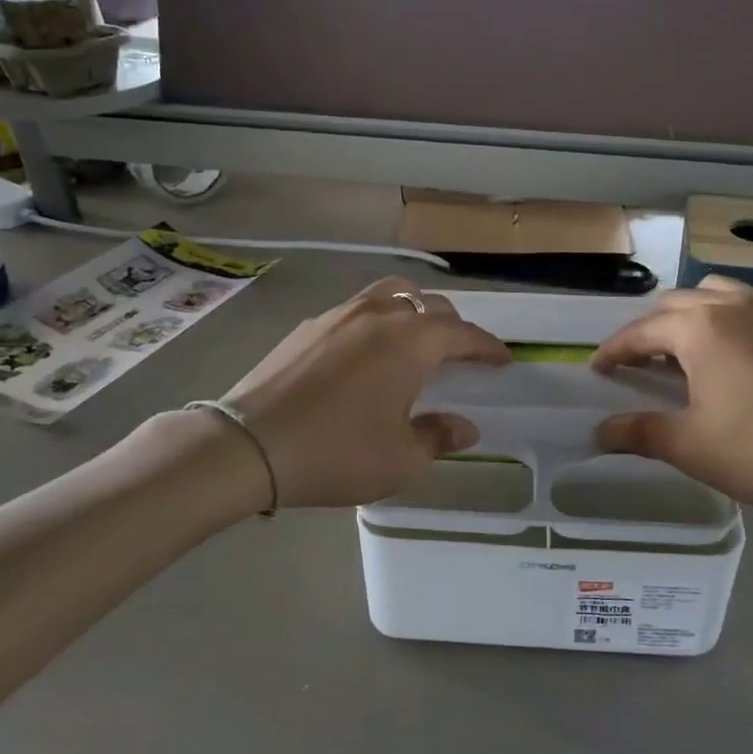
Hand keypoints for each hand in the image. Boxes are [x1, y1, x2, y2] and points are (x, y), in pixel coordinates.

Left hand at [222, 278, 510, 508]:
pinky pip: (357, 308)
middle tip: (461, 352)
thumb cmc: (337, 452)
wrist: (250, 444)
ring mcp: (340, 314)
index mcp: (411, 342)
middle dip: (452, 326)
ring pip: (391, 294)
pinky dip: (377, 319)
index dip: (487, 346)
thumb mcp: (400, 459)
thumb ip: (438, 436)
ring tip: (416, 336)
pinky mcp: (309, 325)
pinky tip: (367, 349)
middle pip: (429, 305)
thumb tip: (465, 426)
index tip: (503, 359)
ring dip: (413, 310)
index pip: (463, 333)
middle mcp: (380, 315)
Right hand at [591, 276, 752, 524]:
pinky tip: (741, 356)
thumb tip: (598, 432)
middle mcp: (734, 307)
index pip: (641, 331)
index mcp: (700, 329)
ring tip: (689, 349)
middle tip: (640, 363)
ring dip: (692, 315)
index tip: (598, 368)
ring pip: (718, 295)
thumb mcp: (691, 447)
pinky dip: (731, 320)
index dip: (614, 350)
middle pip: (676, 304)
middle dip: (650, 329)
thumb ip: (639, 432)